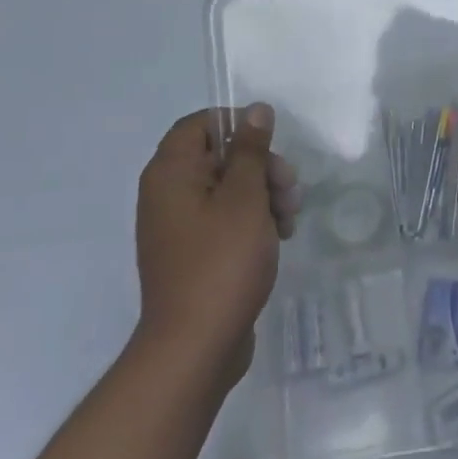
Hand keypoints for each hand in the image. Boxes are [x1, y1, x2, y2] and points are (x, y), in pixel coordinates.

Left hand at [133, 106, 299, 383]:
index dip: (237, 125)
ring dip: (263, 194)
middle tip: (289, 188)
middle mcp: (167, 194)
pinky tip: (279, 236)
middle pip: (218, 156)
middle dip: (260, 166)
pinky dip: (252, 220)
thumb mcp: (244, 198)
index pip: (199, 124)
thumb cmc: (221, 263)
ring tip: (290, 218)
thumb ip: (250, 150)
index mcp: (170, 173)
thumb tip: (255, 110)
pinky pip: (225, 219)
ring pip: (228, 189)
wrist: (195, 348)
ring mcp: (179, 227)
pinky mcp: (194, 254)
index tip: (270, 143)